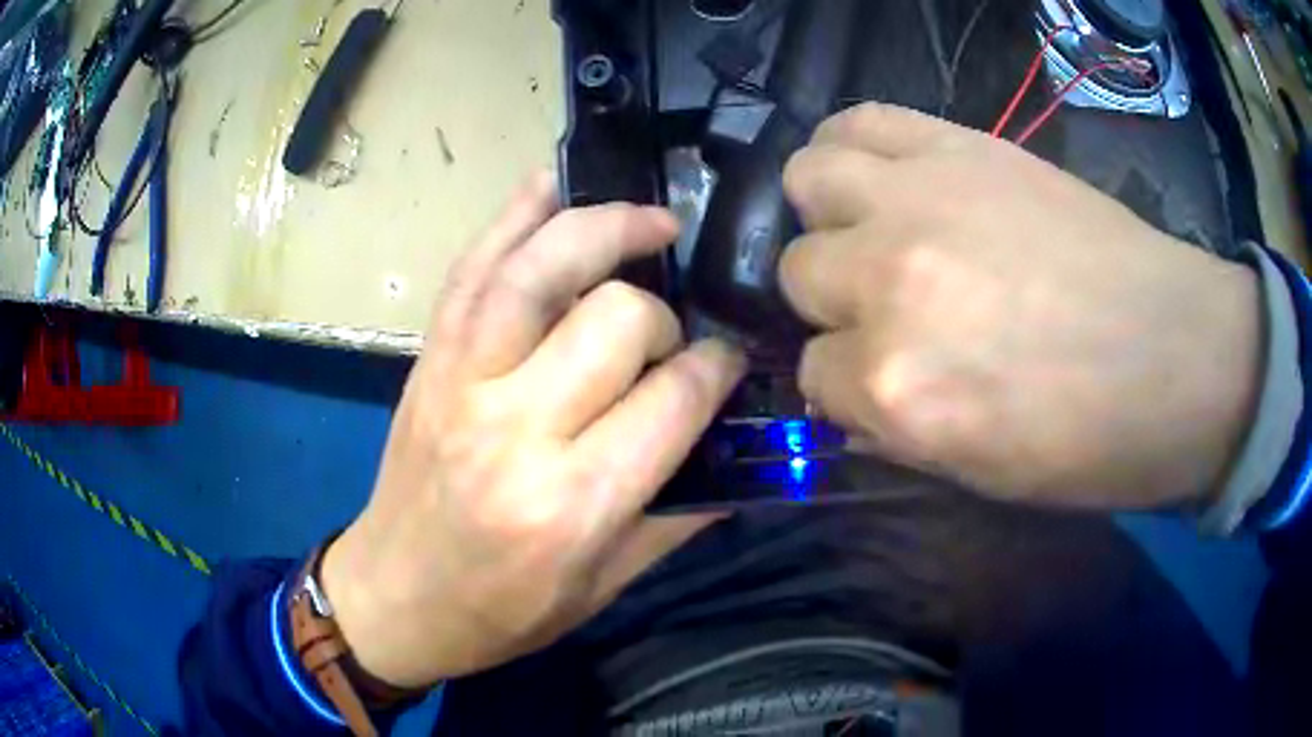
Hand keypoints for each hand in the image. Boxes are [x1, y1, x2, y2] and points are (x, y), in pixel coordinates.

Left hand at [320, 173, 744, 688]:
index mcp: (571, 503)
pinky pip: (472, 268)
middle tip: (670, 334)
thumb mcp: (602, 588)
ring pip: (539, 269)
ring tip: (650, 221)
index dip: (716, 369)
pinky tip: (556, 185)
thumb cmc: (500, 613)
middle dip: (662, 316)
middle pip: (614, 320)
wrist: (392, 599)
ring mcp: (460, 381)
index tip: (728, 362)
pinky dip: (515, 213)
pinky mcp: (429, 360)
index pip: (672, 399)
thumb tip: (738, 450)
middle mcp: (514, 429)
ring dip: (603, 227)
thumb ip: (677, 517)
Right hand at [780, 103, 1260, 509]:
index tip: (877, 382)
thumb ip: (893, 431)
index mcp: (896, 388)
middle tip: (884, 304)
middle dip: (835, 299)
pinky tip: (880, 174)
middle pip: (800, 272)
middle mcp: (889, 283)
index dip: (842, 383)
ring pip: (808, 182)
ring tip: (868, 227)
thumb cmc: (1088, 440)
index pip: (812, 376)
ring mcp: (920, 199)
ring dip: (827, 212)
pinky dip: (851, 146)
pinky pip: (859, 121)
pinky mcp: (957, 145)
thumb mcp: (978, 474)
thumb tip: (850, 396)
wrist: (1177, 355)